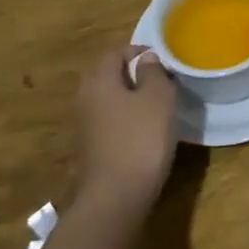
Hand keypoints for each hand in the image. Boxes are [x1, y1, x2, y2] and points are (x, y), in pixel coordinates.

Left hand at [71, 45, 178, 219]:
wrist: (115, 197)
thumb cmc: (140, 138)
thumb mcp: (158, 98)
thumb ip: (153, 72)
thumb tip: (146, 59)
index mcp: (99, 80)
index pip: (115, 52)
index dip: (139, 51)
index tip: (163, 60)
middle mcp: (86, 98)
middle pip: (107, 74)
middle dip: (132, 72)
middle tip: (160, 79)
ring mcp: (85, 125)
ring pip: (108, 98)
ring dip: (130, 96)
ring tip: (157, 104)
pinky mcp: (91, 147)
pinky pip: (109, 119)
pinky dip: (125, 117)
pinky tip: (145, 129)